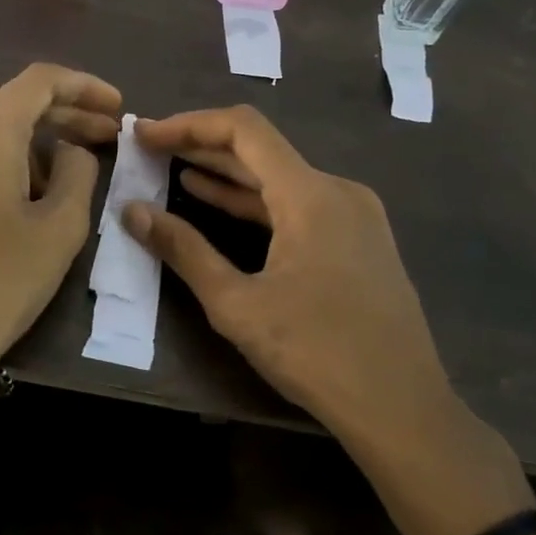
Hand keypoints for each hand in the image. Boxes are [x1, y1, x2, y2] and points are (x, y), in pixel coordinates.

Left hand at [0, 63, 121, 360]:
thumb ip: (78, 171)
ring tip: (56, 185)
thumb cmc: (4, 280)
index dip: (84, 86)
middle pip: (9, 109)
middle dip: (61, 119)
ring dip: (25, 150)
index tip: (114, 108)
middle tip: (103, 139)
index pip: (39, 81)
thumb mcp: (62, 227)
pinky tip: (2, 207)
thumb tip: (68, 151)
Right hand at [124, 105, 534, 534]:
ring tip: (172, 168)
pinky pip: (297, 204)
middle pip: (261, 149)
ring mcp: (354, 215)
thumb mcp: (237, 304)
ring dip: (225, 174)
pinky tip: (216, 202)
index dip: (189, 125)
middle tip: (151, 148)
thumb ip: (184, 250)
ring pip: (278, 177)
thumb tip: (133, 212)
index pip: (243, 130)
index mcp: (311, 195)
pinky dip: (254, 201)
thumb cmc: (316, 353)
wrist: (402, 409)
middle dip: (201, 146)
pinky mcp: (358, 240)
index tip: (146, 134)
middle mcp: (337, 190)